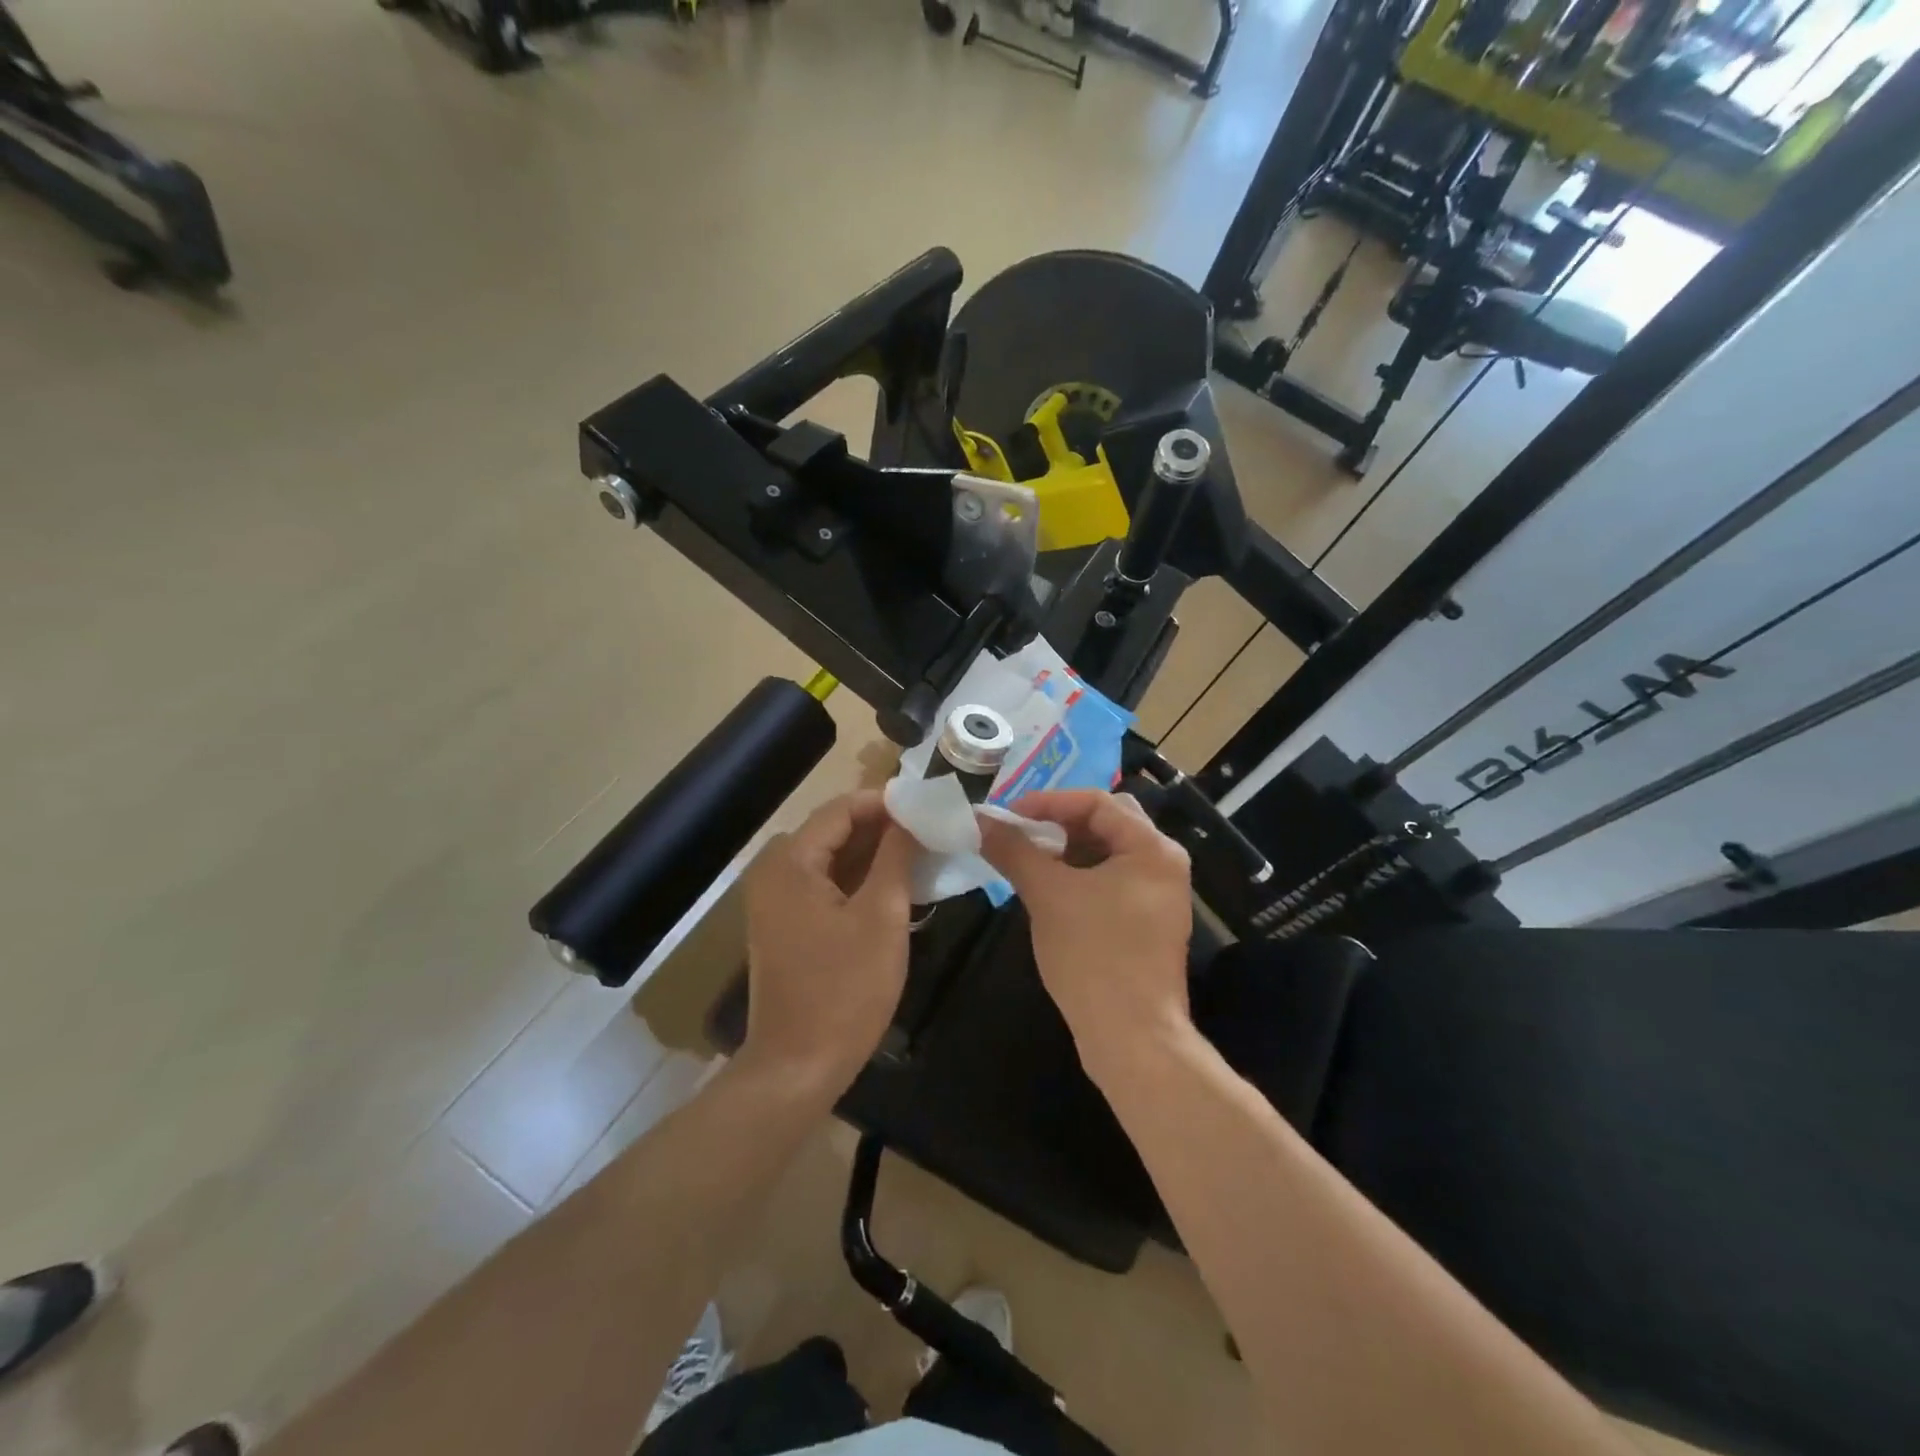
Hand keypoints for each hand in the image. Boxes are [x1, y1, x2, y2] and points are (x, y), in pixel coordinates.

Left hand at [739, 791, 915, 1100]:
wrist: (797, 1067)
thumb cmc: (845, 990)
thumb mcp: (882, 917)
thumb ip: (896, 857)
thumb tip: (911, 817)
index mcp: (791, 863)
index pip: (841, 809)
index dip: (885, 803)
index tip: (928, 807)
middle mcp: (774, 872)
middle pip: (833, 830)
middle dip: (882, 827)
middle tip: (930, 831)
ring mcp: (775, 901)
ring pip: (830, 858)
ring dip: (872, 854)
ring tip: (920, 854)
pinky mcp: (784, 925)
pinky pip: (823, 885)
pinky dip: (856, 879)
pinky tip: (893, 885)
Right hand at [979, 790, 1193, 1083]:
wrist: (1132, 1038)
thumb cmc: (1093, 956)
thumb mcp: (1048, 895)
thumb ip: (1014, 850)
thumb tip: (979, 820)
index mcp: (1151, 848)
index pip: (1097, 802)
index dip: (1048, 802)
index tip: (1008, 814)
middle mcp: (1164, 864)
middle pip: (1107, 822)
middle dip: (1060, 822)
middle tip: (1021, 831)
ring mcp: (1159, 895)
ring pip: (1107, 853)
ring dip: (1067, 849)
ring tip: (1029, 859)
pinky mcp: (1148, 922)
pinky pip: (1111, 880)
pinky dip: (1079, 876)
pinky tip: (1049, 889)